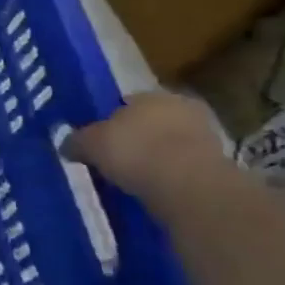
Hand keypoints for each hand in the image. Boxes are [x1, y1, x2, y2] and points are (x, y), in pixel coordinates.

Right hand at [64, 92, 226, 198]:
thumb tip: (66, 144)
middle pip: (150, 122)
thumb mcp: (89, 144)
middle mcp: (181, 108)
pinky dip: (168, 177)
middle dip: (135, 138)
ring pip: (168, 145)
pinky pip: (182, 169)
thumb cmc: (134, 151)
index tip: (97, 140)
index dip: (109, 120)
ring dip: (154, 158)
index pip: (126, 102)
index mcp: (151, 93)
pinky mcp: (218, 167)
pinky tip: (152, 190)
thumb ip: (76, 140)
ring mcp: (205, 137)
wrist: (188, 186)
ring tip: (131, 178)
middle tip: (114, 158)